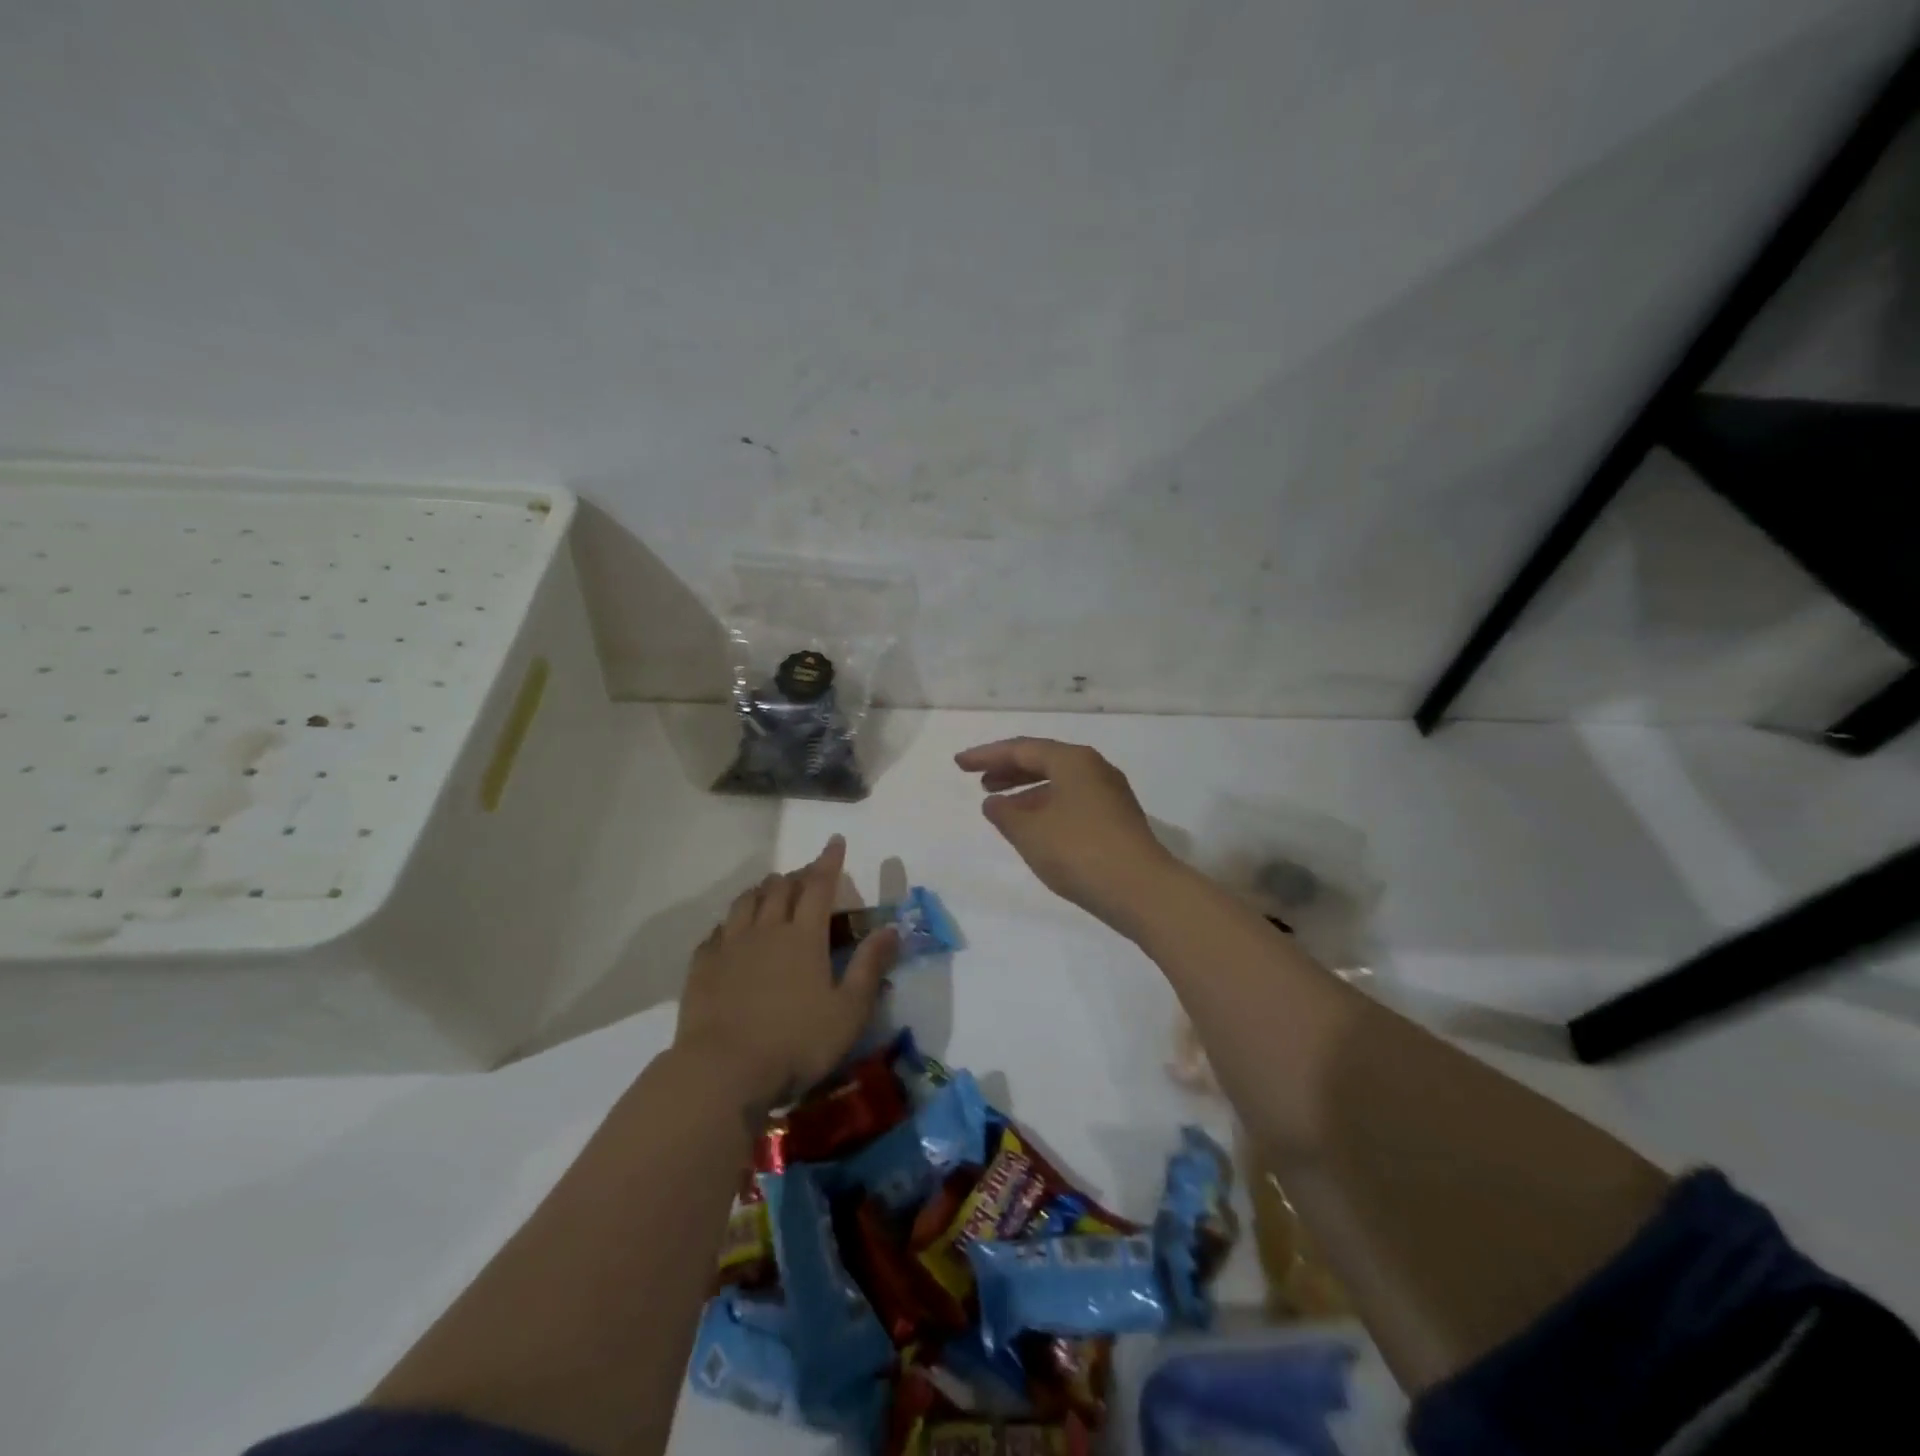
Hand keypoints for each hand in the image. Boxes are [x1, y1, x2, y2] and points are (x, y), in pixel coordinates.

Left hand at [673, 835, 897, 1107]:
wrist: (722, 1072)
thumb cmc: (796, 1043)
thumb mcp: (849, 1011)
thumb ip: (870, 967)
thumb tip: (892, 928)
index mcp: (804, 937)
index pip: (819, 885)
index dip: (829, 861)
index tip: (835, 841)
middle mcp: (766, 930)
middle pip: (780, 889)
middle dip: (796, 875)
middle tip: (806, 873)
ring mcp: (730, 947)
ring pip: (745, 903)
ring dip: (762, 890)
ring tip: (770, 890)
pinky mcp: (702, 968)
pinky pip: (716, 932)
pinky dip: (729, 922)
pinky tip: (730, 930)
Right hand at [954, 737, 1179, 930]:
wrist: (1142, 891)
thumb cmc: (1079, 851)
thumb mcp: (1030, 832)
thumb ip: (1004, 814)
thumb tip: (994, 802)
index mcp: (1073, 760)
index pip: (1022, 748)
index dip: (987, 755)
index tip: (959, 764)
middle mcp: (1094, 769)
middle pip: (1044, 761)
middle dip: (1009, 770)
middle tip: (980, 782)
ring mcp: (1110, 795)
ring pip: (1059, 783)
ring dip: (1027, 791)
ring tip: (1001, 807)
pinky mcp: (1117, 820)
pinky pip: (1072, 802)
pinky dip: (1046, 807)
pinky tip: (1034, 828)